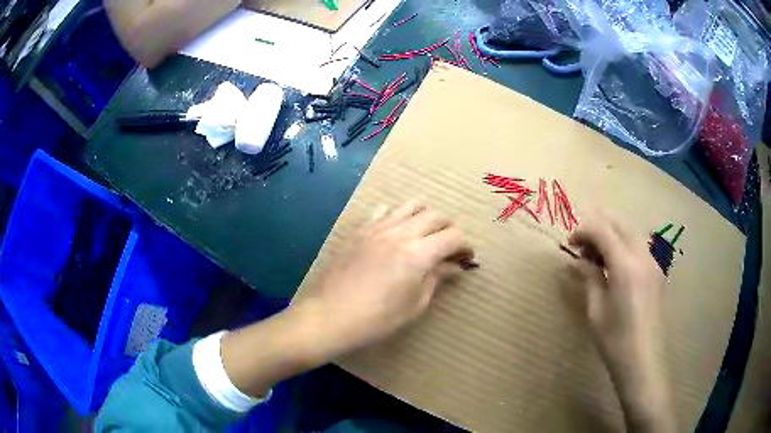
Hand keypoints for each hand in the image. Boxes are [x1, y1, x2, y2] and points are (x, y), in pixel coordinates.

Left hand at [292, 201, 473, 360]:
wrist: (329, 316)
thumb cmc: (376, 319)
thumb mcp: (414, 304)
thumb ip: (436, 279)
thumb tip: (454, 266)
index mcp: (418, 254)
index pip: (453, 236)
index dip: (464, 245)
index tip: (466, 258)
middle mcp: (400, 233)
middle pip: (435, 216)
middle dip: (449, 229)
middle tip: (449, 248)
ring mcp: (377, 228)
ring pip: (411, 206)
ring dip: (425, 217)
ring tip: (425, 235)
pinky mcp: (360, 230)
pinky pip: (384, 210)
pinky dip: (398, 215)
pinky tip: (396, 232)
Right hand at [568, 213, 674, 432]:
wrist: (644, 361)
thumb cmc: (615, 340)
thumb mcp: (596, 310)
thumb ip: (590, 278)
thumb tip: (581, 260)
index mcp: (625, 265)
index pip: (602, 230)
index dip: (583, 231)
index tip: (570, 244)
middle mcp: (642, 256)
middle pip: (620, 224)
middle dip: (599, 225)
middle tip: (582, 243)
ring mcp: (653, 263)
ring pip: (631, 232)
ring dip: (612, 233)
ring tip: (596, 252)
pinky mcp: (657, 272)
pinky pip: (639, 246)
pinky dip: (624, 244)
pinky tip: (615, 263)